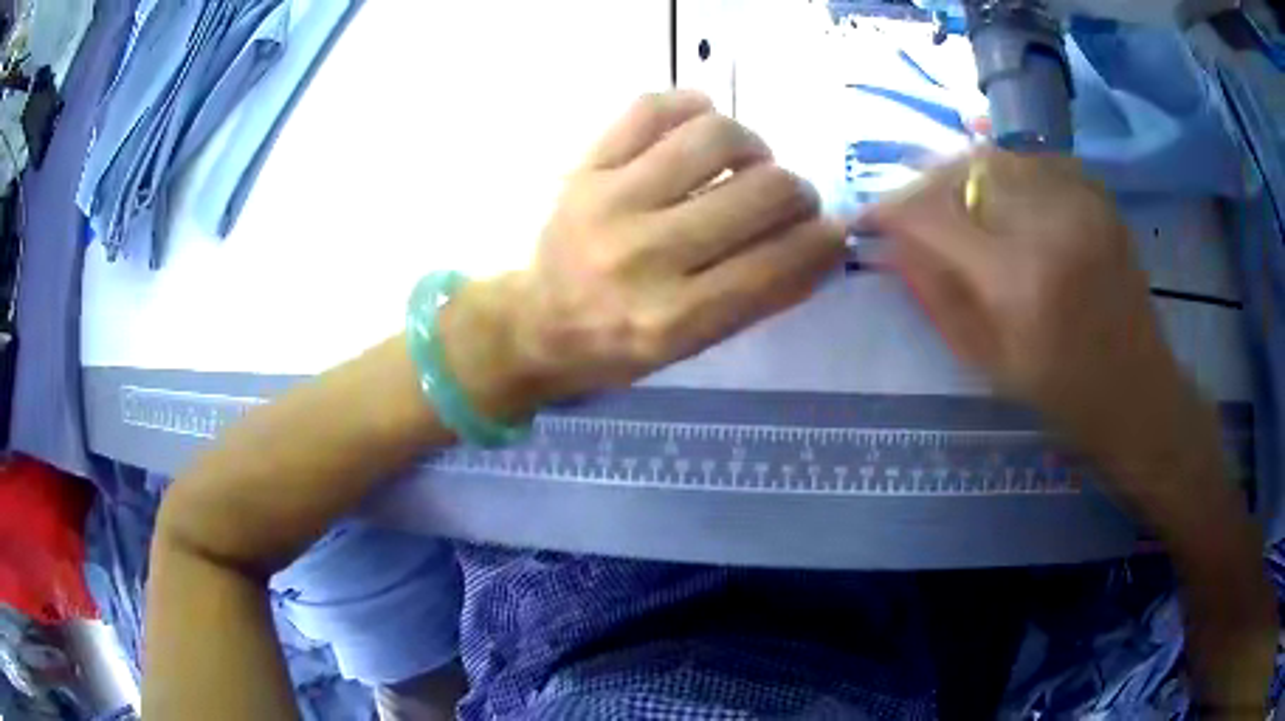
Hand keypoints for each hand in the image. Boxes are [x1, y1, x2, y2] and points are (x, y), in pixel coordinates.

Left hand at [442, 91, 845, 418]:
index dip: (823, 240)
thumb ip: (759, 296)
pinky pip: (652, 108)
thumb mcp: (692, 345)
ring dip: (753, 144)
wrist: (535, 323)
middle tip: (789, 197)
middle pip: (760, 192)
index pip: (778, 263)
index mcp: (674, 318)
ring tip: (747, 160)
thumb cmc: (619, 345)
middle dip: (796, 192)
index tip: (832, 229)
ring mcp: (609, 202)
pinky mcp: (585, 167)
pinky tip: (701, 126)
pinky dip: (692, 107)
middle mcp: (644, 257)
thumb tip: (823, 241)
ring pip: (715, 137)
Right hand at [858, 150, 1182, 487]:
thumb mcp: (987, 361)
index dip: (892, 210)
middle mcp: (1048, 226)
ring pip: (997, 155)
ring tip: (955, 201)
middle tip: (912, 208)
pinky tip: (1005, 195)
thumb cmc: (1061, 390)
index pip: (933, 216)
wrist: (1136, 387)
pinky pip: (1034, 157)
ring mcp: (1078, 201)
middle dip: (924, 184)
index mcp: (1017, 282)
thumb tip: (891, 243)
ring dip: (963, 173)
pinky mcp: (1097, 194)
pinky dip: (1007, 168)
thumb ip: (936, 296)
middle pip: (962, 170)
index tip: (871, 218)